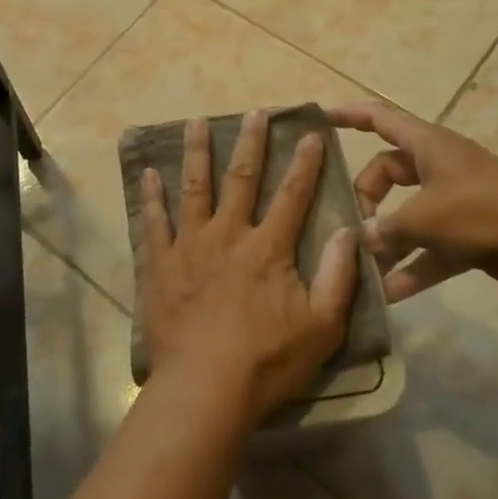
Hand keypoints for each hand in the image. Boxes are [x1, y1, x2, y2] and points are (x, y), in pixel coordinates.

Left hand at [139, 111, 357, 428]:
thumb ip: (338, 276)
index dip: (304, 163)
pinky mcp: (160, 262)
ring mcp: (190, 244)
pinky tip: (148, 173)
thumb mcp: (322, 327)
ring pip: (194, 187)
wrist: (205, 387)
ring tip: (196, 121)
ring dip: (196, 152)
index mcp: (268, 248)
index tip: (308, 133)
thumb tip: (349, 230)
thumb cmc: (267, 361)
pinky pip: (154, 221)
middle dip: (250, 142)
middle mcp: (228, 234)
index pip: (292, 195)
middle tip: (254, 111)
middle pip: (241, 178)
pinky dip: (151, 196)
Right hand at [325, 100, 497, 302]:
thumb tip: (360, 240)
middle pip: (386, 174)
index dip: (348, 115)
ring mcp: (455, 203)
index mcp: (427, 145)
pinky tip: (389, 296)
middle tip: (350, 226)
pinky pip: (429, 249)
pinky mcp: (469, 237)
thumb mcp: (425, 217)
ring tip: (360, 268)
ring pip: (406, 216)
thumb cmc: (485, 211)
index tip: (318, 118)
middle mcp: (437, 168)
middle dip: (365, 199)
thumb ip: (386, 228)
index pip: (379, 118)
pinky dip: (412, 268)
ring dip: (386, 241)